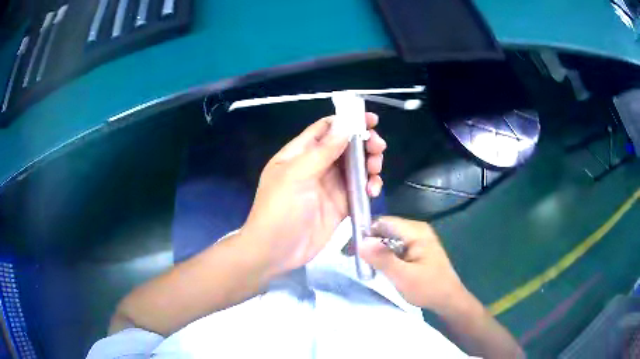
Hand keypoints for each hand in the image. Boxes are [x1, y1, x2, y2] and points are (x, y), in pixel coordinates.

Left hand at [241, 113, 386, 275]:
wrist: (276, 251)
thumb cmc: (280, 209)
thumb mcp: (297, 175)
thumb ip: (323, 150)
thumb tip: (345, 124)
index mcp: (301, 153)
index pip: (326, 129)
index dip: (347, 121)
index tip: (370, 120)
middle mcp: (317, 166)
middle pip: (346, 146)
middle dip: (365, 143)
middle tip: (378, 147)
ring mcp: (330, 186)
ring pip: (356, 166)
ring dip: (370, 164)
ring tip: (376, 170)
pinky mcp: (341, 204)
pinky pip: (360, 189)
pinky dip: (369, 186)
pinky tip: (373, 191)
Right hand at [360, 216, 466, 313]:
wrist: (448, 300)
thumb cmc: (428, 288)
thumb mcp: (404, 276)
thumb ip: (383, 259)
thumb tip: (360, 241)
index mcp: (416, 231)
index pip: (384, 222)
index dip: (366, 233)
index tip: (351, 248)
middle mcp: (417, 230)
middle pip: (385, 229)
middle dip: (369, 242)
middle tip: (354, 258)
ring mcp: (418, 239)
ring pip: (389, 238)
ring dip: (376, 250)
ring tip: (363, 264)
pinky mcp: (417, 249)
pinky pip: (395, 246)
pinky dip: (385, 255)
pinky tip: (378, 266)